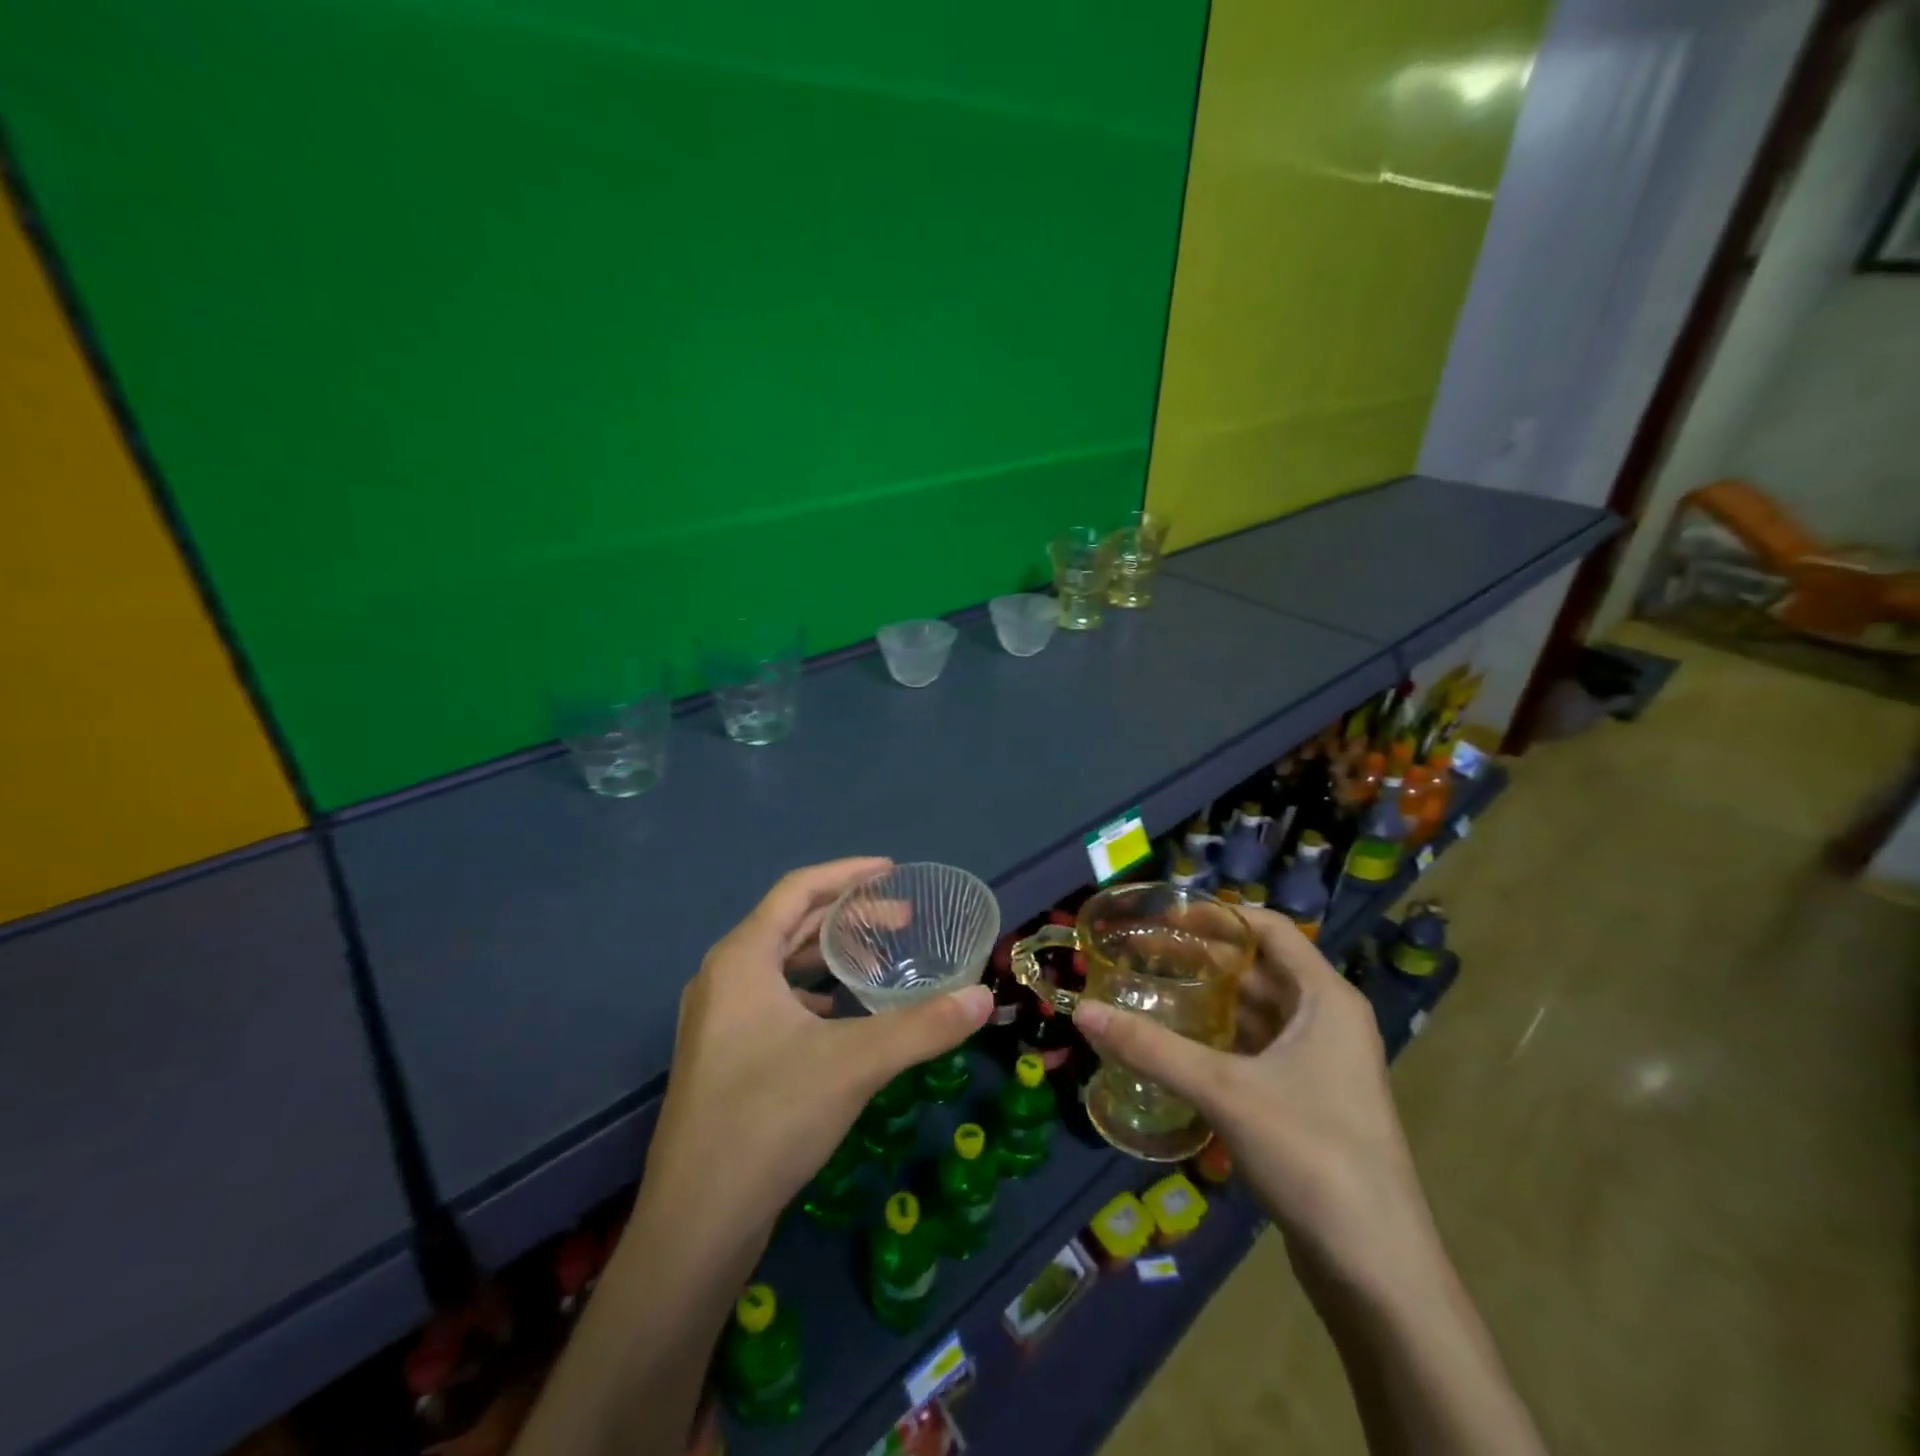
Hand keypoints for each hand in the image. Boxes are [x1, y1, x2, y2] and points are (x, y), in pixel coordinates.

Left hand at [643, 858, 991, 1239]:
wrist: (696, 1222)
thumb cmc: (769, 1119)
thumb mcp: (855, 1064)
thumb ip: (924, 1027)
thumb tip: (983, 998)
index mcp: (741, 958)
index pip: (798, 890)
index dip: (847, 874)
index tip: (893, 871)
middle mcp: (722, 978)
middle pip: (790, 924)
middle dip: (848, 917)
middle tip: (902, 920)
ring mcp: (717, 1020)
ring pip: (780, 965)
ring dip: (830, 956)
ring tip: (880, 963)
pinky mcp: (722, 1056)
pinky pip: (773, 1000)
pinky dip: (813, 993)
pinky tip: (844, 1015)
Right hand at [1072, 907, 1437, 1286]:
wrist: (1378, 1269)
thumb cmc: (1312, 1154)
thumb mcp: (1225, 1091)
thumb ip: (1152, 1048)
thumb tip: (1082, 1011)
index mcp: (1326, 998)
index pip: (1268, 928)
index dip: (1217, 915)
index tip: (1163, 915)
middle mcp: (1327, 1020)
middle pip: (1258, 968)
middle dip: (1202, 958)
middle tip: (1141, 953)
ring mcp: (1320, 1063)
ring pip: (1255, 1012)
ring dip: (1207, 1000)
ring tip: (1148, 991)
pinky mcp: (1307, 1100)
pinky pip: (1256, 1049)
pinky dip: (1218, 1039)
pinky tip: (1175, 1045)